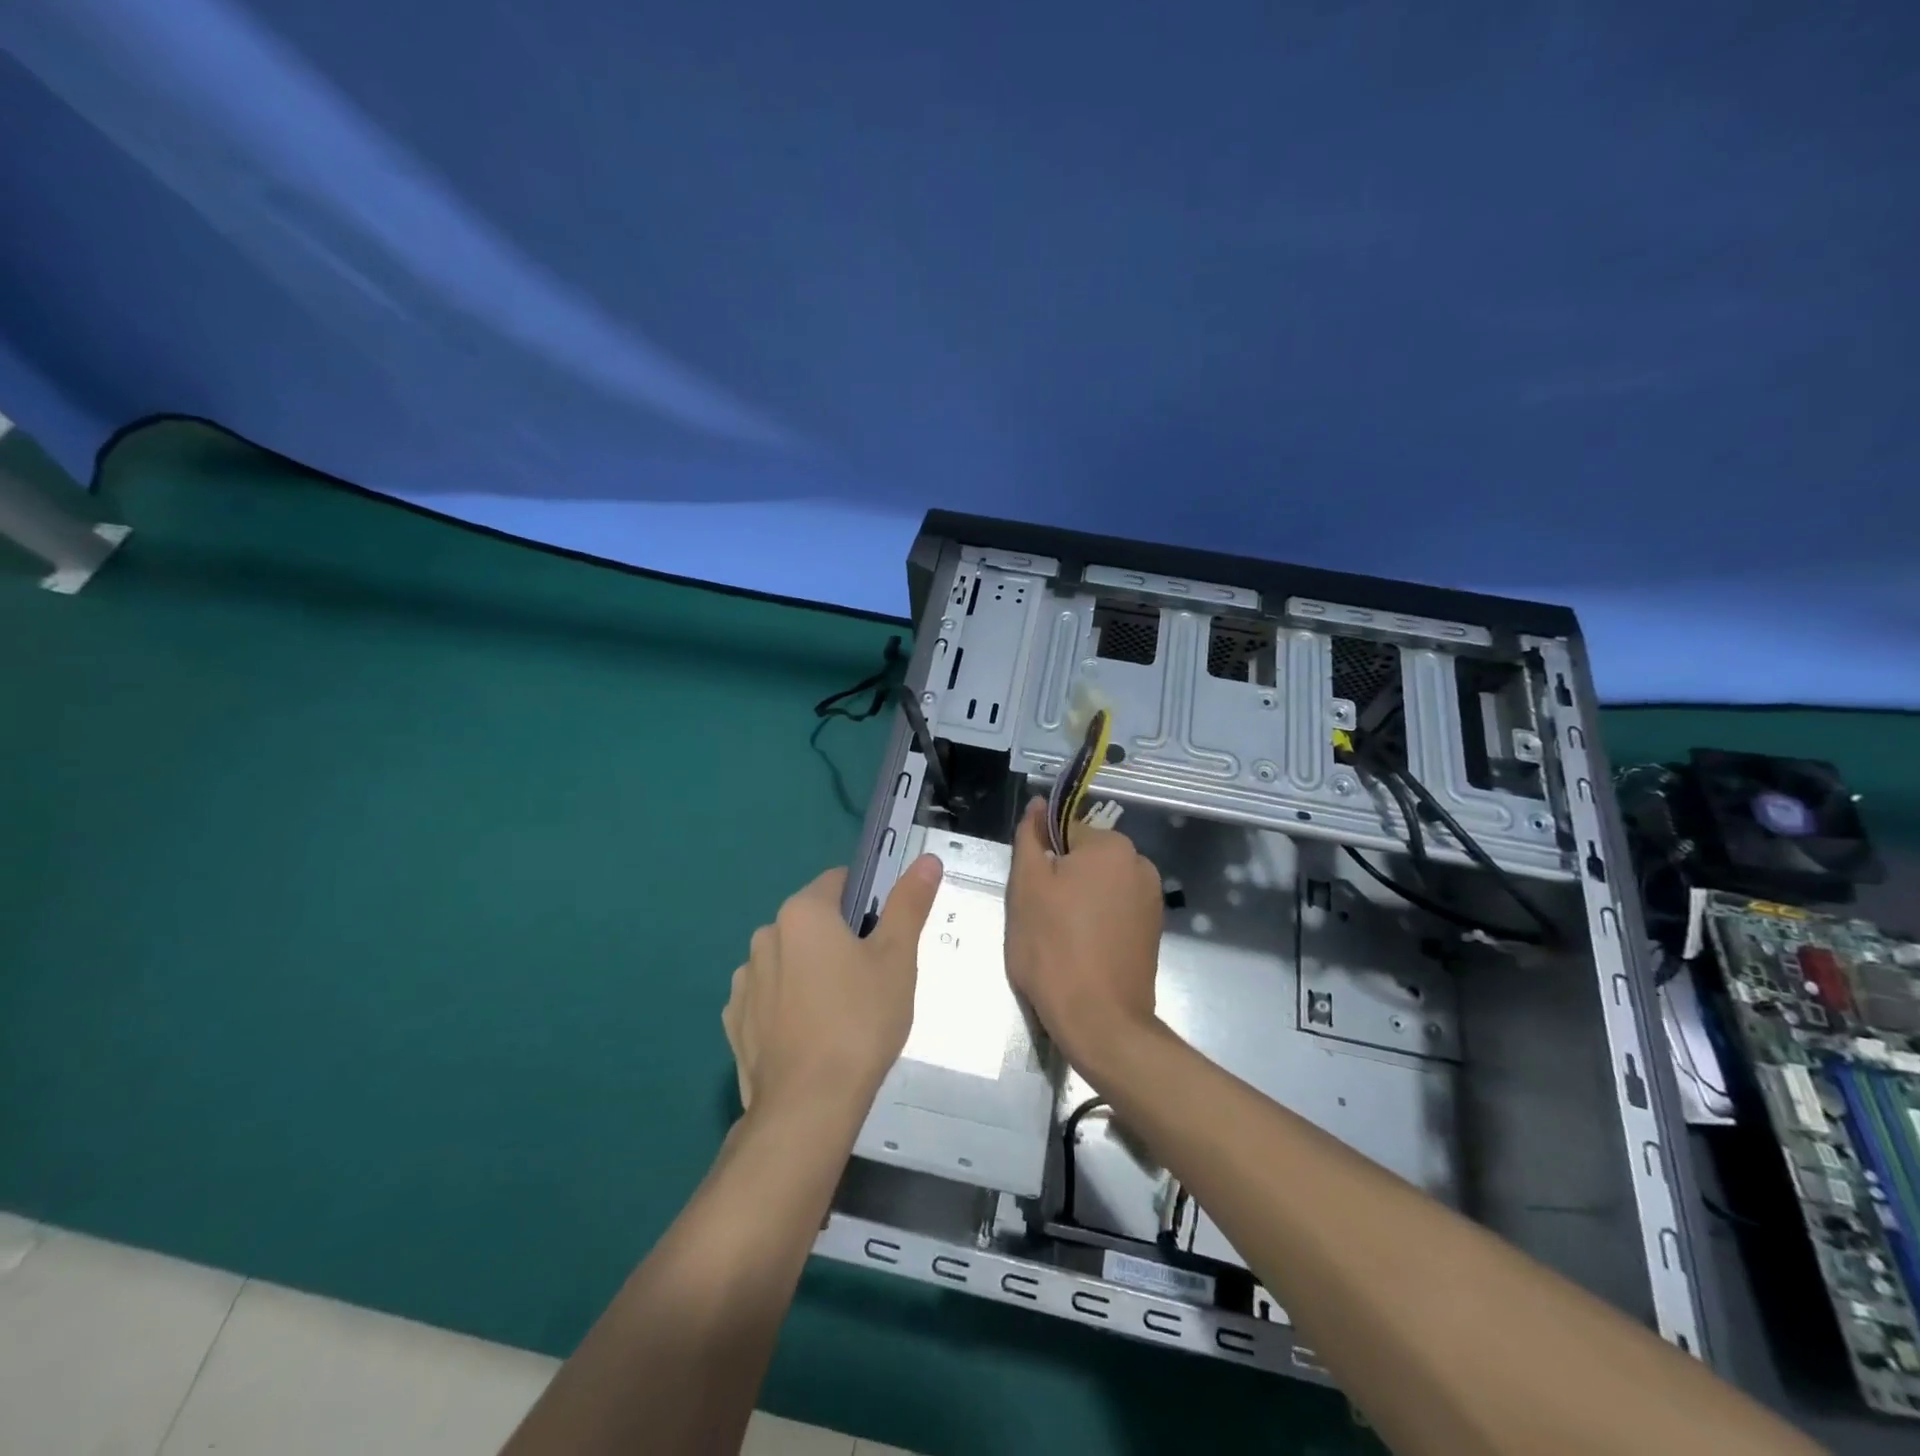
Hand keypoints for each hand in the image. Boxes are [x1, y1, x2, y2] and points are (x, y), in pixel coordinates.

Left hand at [723, 855, 942, 1117]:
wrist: (807, 1108)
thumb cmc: (860, 1021)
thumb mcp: (897, 958)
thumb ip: (909, 904)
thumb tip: (928, 860)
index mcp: (802, 912)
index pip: (840, 882)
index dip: (870, 901)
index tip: (887, 935)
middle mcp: (765, 936)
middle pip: (814, 922)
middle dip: (842, 940)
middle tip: (874, 979)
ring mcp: (744, 982)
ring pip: (791, 960)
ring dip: (813, 972)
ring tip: (843, 1015)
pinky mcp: (735, 1022)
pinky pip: (770, 998)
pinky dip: (789, 1006)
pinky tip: (811, 1037)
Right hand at [1005, 798, 1164, 1078]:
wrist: (1099, 1020)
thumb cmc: (1053, 946)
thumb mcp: (1026, 886)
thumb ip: (1030, 838)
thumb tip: (1039, 805)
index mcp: (1112, 845)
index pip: (1064, 831)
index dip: (1043, 859)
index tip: (1032, 892)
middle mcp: (1140, 864)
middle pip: (1085, 858)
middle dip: (1062, 880)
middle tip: (1041, 917)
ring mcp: (1151, 900)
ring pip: (1099, 887)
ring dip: (1078, 902)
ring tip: (1060, 939)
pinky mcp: (1152, 931)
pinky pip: (1115, 912)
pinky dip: (1097, 923)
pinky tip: (1082, 952)